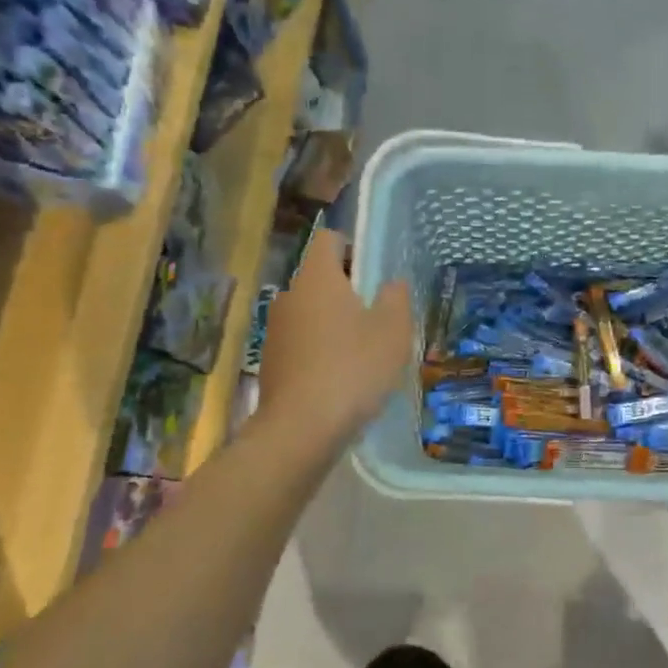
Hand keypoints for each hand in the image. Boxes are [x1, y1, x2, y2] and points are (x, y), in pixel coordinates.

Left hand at [259, 229, 412, 442]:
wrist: (301, 429)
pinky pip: (301, 342)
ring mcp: (275, 329)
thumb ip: (396, 298)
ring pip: (310, 312)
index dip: (352, 247)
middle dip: (347, 290)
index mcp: (317, 277)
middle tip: (377, 317)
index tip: (373, 273)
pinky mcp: (271, 361)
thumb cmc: (353, 368)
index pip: (329, 239)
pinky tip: (341, 378)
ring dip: (333, 323)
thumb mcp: (393, 331)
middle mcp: (289, 295)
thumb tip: (391, 284)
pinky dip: (319, 350)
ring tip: (362, 352)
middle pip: (319, 277)